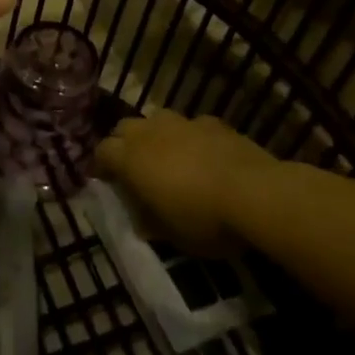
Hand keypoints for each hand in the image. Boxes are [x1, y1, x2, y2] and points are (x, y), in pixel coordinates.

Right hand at [95, 112, 282, 255]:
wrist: (255, 192)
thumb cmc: (203, 219)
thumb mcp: (170, 235)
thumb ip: (149, 221)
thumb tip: (140, 217)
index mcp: (131, 159)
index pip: (102, 151)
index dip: (100, 165)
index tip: (104, 179)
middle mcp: (150, 132)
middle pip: (124, 128)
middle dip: (123, 144)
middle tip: (132, 167)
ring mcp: (183, 123)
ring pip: (156, 119)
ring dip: (154, 135)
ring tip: (166, 157)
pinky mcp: (212, 122)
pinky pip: (190, 126)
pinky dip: (189, 137)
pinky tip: (203, 154)